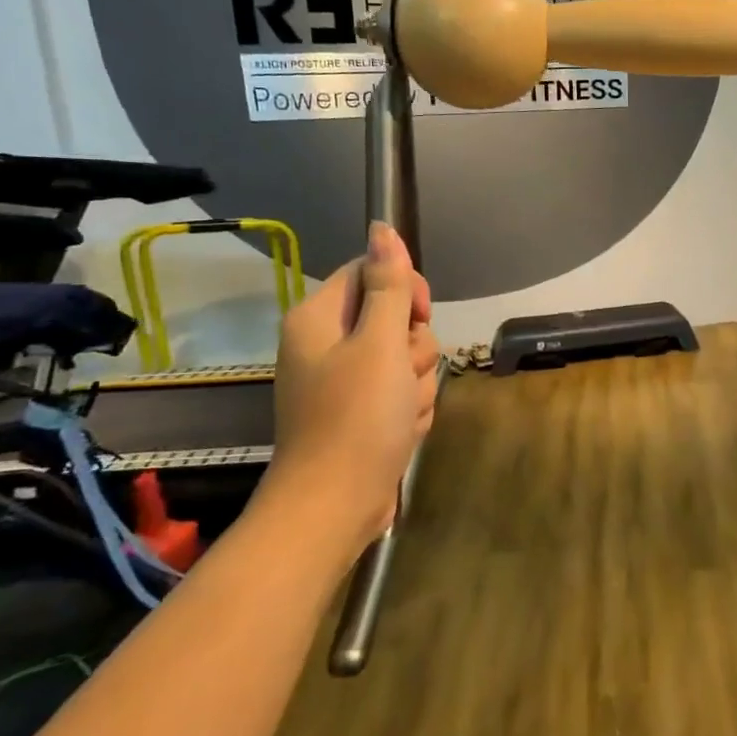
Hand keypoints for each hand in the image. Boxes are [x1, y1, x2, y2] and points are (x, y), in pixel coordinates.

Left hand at [263, 223, 439, 550]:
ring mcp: (346, 380)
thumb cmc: (356, 419)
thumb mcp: (380, 344)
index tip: (416, 318)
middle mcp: (328, 343)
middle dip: (413, 349)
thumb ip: (389, 285)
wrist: (336, 506)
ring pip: (406, 358)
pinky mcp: (363, 412)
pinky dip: (409, 409)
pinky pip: (403, 391)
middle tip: (401, 377)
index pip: (372, 272)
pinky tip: (400, 431)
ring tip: (400, 413)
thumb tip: (382, 228)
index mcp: (320, 318)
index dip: (404, 290)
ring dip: (416, 383)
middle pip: (395, 318)